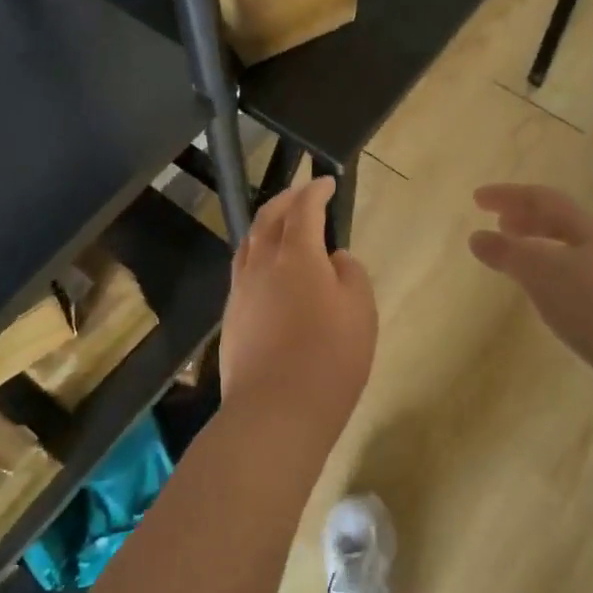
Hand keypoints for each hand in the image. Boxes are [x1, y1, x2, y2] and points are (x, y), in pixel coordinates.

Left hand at [221, 177, 378, 447]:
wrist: (275, 410)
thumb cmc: (330, 358)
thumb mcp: (361, 311)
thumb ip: (350, 273)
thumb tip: (334, 258)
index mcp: (296, 255)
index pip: (304, 209)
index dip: (315, 191)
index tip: (326, 182)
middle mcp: (262, 263)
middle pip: (269, 218)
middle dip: (286, 200)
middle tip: (302, 193)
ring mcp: (241, 290)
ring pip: (250, 243)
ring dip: (266, 225)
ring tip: (280, 224)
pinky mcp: (231, 316)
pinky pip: (243, 270)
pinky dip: (257, 255)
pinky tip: (267, 270)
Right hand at [469, 183, 592, 426]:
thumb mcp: (542, 273)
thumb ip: (508, 252)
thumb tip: (478, 237)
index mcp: (591, 228)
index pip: (543, 199)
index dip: (509, 195)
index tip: (477, 199)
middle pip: (561, 222)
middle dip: (527, 219)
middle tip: (498, 223)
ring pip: (569, 252)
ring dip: (538, 248)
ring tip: (514, 258)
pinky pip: (576, 281)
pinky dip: (550, 277)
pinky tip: (543, 296)